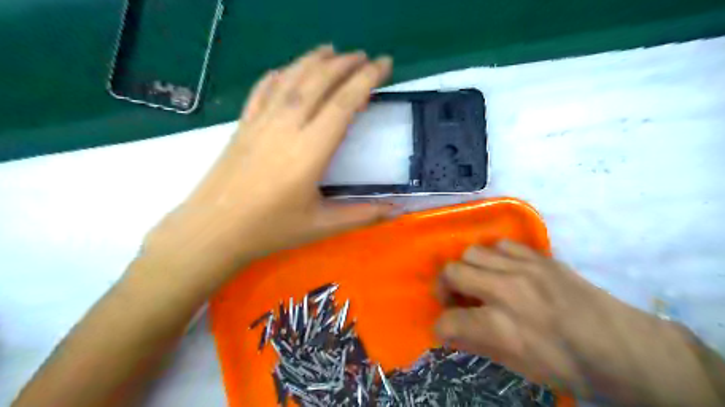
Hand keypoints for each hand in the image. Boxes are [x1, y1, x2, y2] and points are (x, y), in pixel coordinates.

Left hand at [138, 46, 394, 289]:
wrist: (213, 231)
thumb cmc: (270, 229)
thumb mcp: (322, 226)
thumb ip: (363, 215)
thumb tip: (398, 211)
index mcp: (310, 150)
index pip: (344, 103)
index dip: (366, 79)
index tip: (383, 64)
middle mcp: (286, 127)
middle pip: (318, 81)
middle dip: (345, 64)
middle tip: (365, 57)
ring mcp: (261, 122)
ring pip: (291, 78)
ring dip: (314, 60)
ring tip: (333, 51)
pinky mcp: (243, 125)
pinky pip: (263, 89)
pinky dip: (280, 74)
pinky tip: (288, 70)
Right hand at [433, 240, 721, 405]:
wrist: (624, 348)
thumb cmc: (570, 367)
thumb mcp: (520, 368)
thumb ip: (479, 345)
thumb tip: (452, 333)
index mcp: (502, 327)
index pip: (449, 320)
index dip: (440, 328)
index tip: (444, 331)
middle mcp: (507, 290)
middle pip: (452, 272)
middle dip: (443, 287)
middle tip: (453, 300)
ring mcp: (524, 268)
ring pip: (472, 252)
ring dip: (466, 268)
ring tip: (476, 282)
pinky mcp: (540, 257)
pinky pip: (501, 244)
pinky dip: (492, 256)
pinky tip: (501, 270)